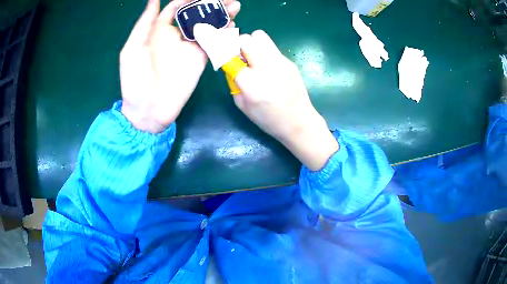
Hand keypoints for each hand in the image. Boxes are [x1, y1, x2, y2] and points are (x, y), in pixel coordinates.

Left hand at [120, 0, 240, 132]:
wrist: (147, 110)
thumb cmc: (134, 80)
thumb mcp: (132, 49)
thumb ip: (144, 24)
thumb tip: (154, 0)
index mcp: (159, 31)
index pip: (177, 8)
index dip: (188, 0)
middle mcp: (177, 36)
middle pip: (197, 15)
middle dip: (211, 5)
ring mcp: (190, 47)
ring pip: (208, 26)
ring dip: (222, 16)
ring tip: (234, 6)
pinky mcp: (200, 59)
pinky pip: (213, 43)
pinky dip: (223, 34)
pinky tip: (232, 26)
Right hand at [234, 31, 338, 170]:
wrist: (299, 121)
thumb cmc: (269, 119)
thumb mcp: (242, 106)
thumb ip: (233, 82)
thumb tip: (230, 63)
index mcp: (252, 84)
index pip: (230, 56)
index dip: (223, 55)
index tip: (222, 57)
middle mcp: (267, 68)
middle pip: (246, 39)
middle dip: (238, 45)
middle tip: (239, 57)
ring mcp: (281, 62)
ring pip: (260, 36)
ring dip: (252, 44)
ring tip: (253, 59)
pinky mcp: (289, 61)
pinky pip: (271, 47)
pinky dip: (264, 52)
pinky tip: (268, 67)